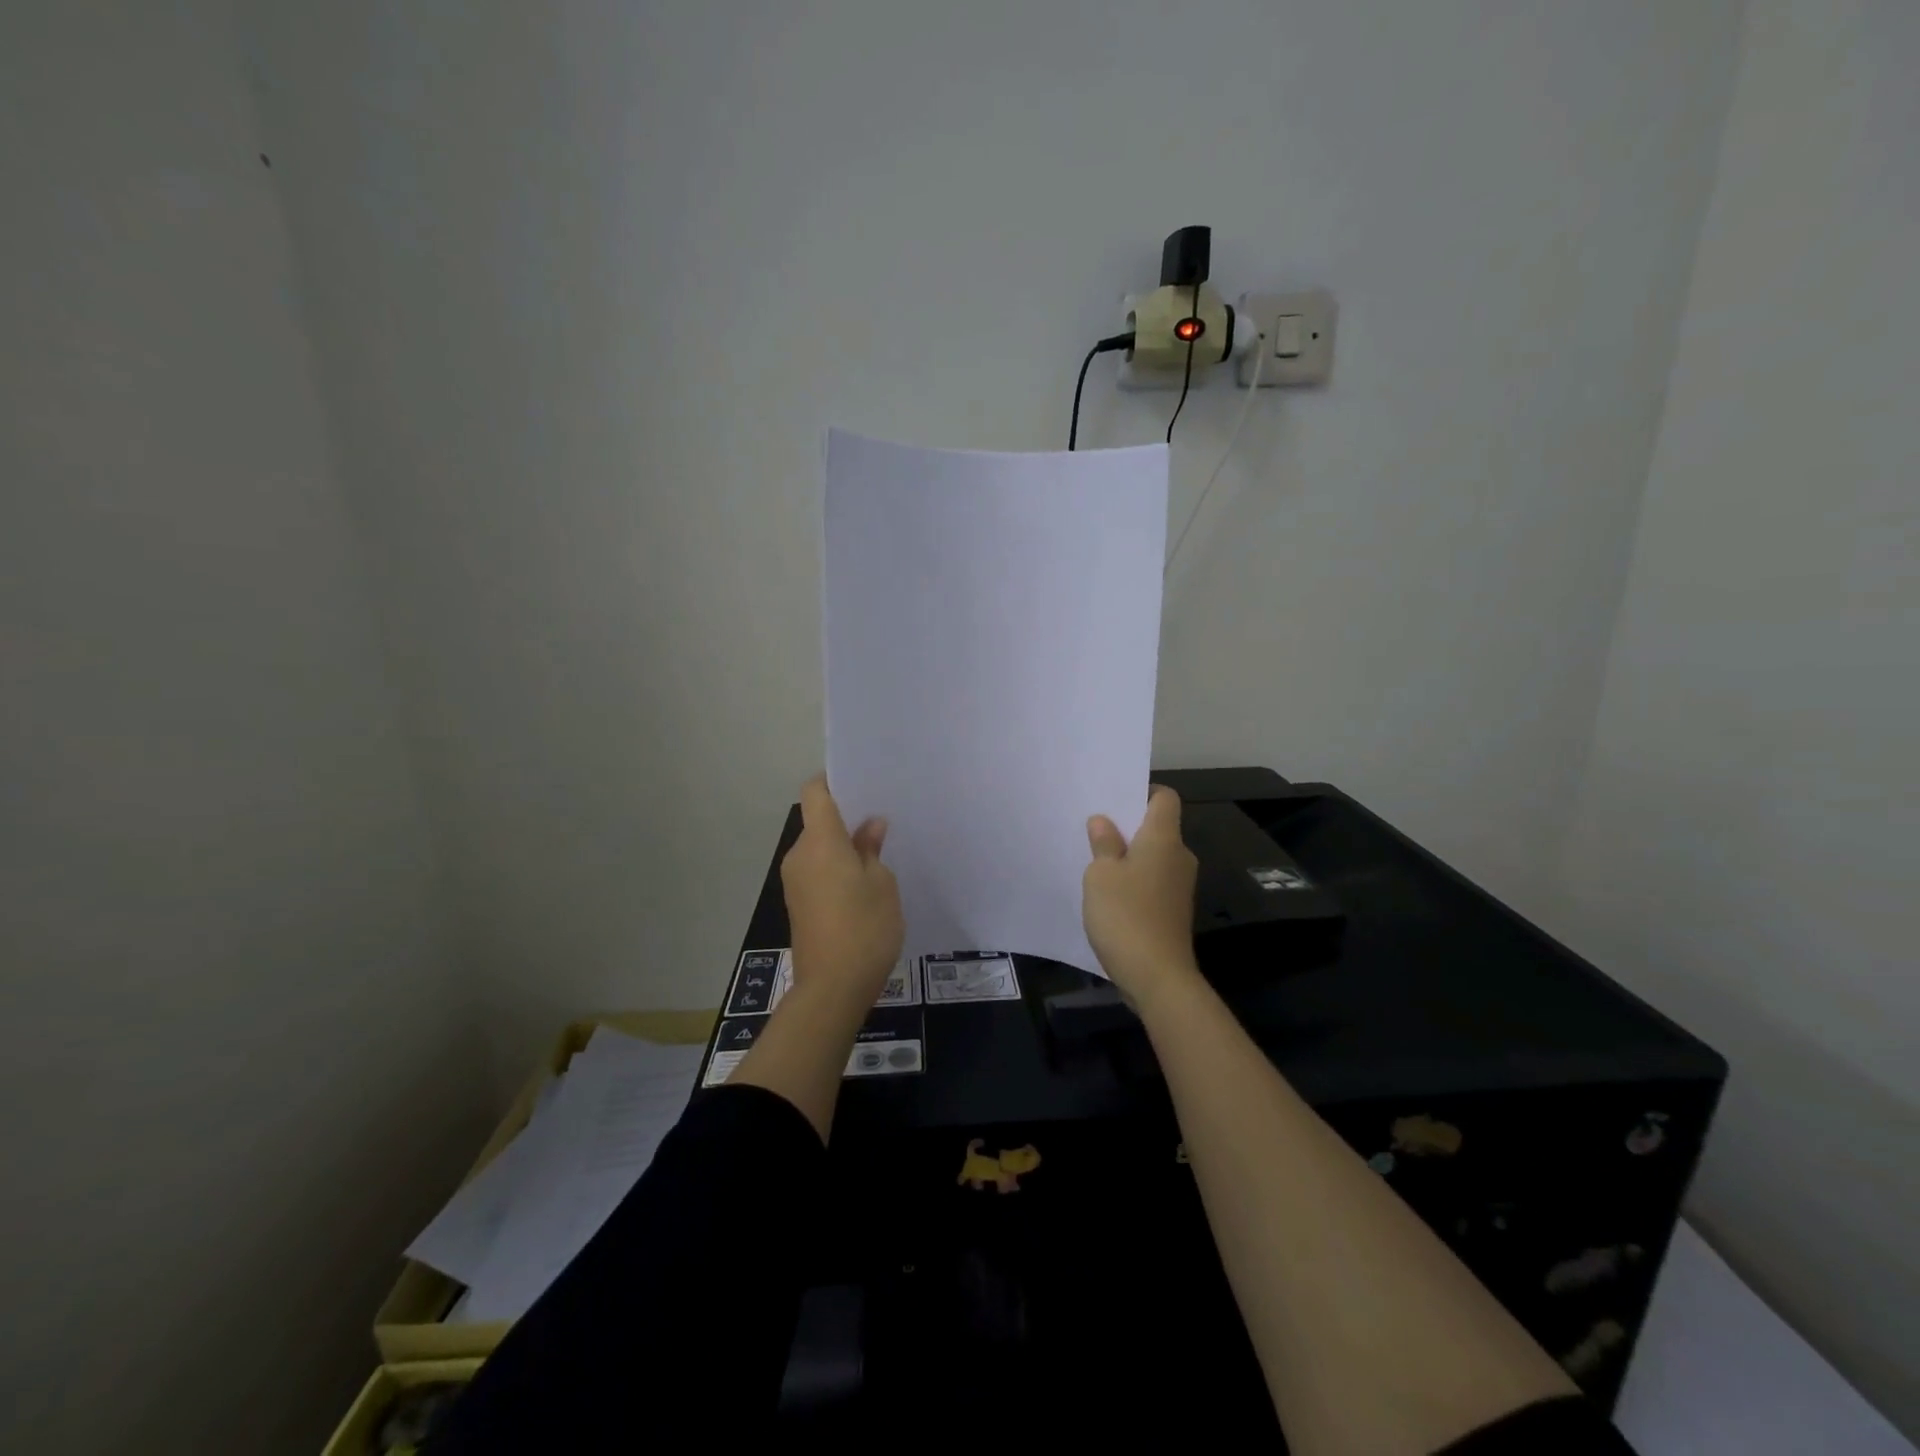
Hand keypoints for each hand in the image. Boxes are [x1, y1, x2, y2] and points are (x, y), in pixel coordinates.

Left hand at [781, 776, 904, 1011]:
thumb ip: (872, 849)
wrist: (832, 988)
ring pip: (818, 849)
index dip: (832, 781)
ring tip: (877, 856)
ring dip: (842, 848)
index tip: (859, 785)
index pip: (814, 792)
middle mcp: (799, 855)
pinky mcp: (798, 905)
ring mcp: (795, 882)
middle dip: (845, 820)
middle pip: (817, 822)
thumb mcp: (882, 883)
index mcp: (819, 841)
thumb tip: (869, 826)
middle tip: (881, 824)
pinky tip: (863, 885)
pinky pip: (816, 872)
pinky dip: (835, 870)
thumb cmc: (864, 928)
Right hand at [1083, 785, 1200, 1002]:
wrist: (1158, 977)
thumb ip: (1103, 843)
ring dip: (1129, 855)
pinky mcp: (1174, 910)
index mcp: (1164, 839)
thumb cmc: (1126, 915)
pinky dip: (1134, 879)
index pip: (1165, 798)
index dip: (1142, 792)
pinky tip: (1109, 892)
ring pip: (1154, 856)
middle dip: (1128, 825)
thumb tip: (1103, 822)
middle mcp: (1179, 857)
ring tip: (1095, 859)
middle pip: (1158, 827)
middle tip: (1093, 827)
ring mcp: (1179, 886)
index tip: (1114, 798)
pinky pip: (1153, 881)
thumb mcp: (1101, 875)